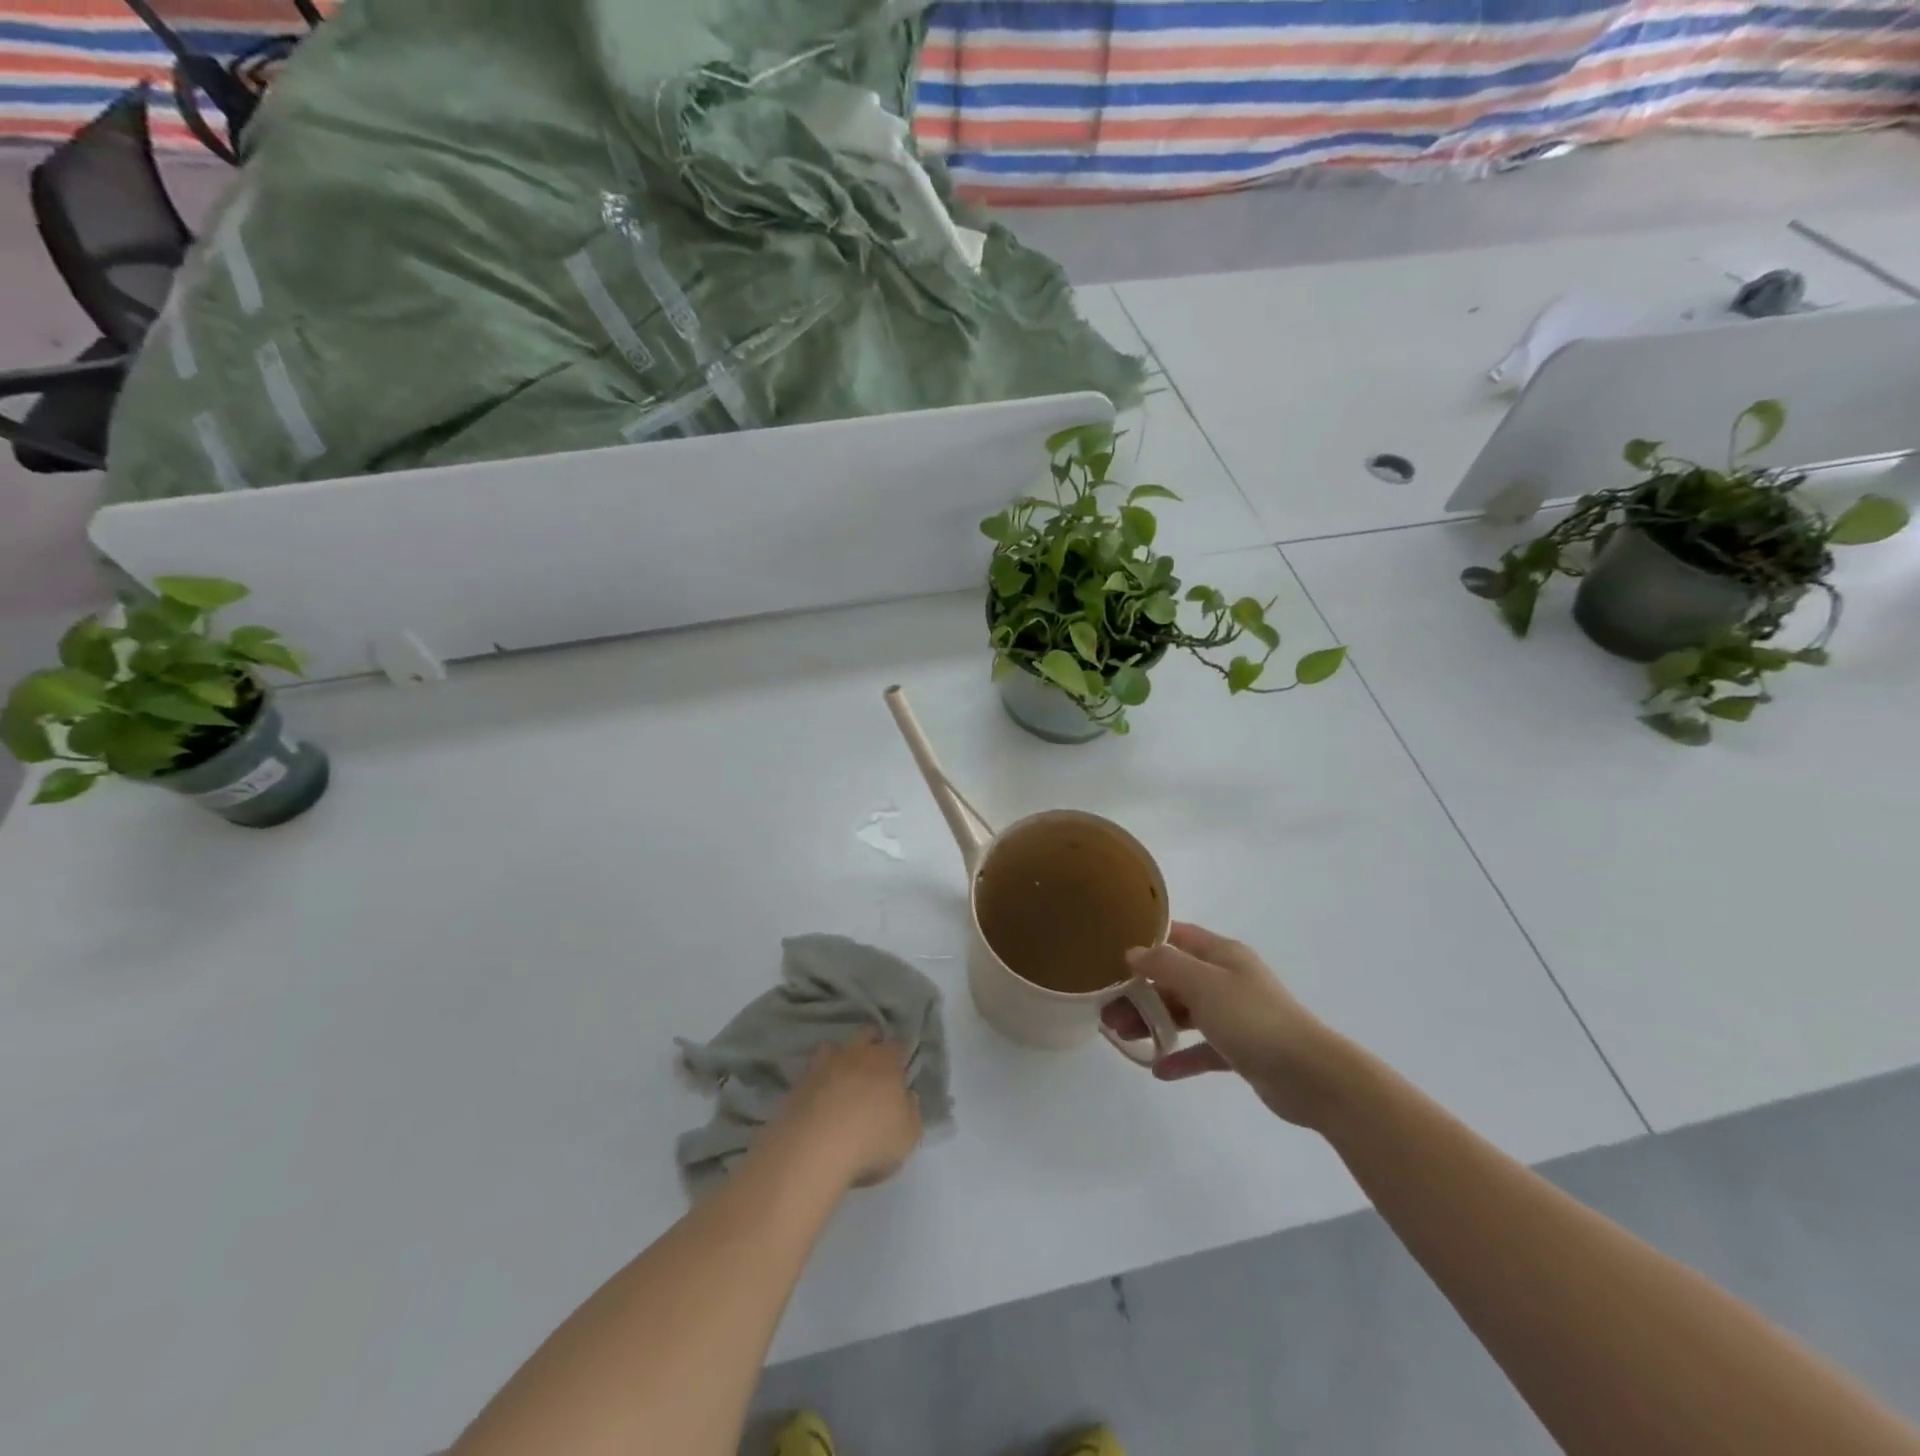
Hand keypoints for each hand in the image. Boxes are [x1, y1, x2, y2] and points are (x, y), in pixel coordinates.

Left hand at [771, 1029, 922, 1188]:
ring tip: (843, 1079)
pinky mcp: (799, 1082)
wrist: (814, 1148)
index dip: (901, 1054)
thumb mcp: (908, 1134)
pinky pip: (812, 1072)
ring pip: (834, 1046)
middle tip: (874, 1067)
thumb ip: (911, 1110)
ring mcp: (824, 1064)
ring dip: (840, 1057)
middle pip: (866, 1033)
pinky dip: (818, 1080)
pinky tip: (820, 1098)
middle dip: (872, 1043)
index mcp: (886, 1060)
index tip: (902, 1069)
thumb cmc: (871, 1138)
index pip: (898, 1044)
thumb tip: (906, 1096)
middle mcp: (856, 1053)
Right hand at [1103, 922, 1353, 1127]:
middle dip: (1140, 991)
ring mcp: (1235, 1015)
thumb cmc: (1253, 1019)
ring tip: (1121, 1036)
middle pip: (1174, 978)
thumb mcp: (1203, 985)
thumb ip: (1165, 965)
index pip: (1177, 936)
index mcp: (1222, 955)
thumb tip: (1133, 952)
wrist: (1311, 1076)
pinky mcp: (1240, 1050)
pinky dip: (1180, 1056)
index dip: (1146, 941)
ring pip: (1184, 1013)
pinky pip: (1202, 1049)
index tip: (1112, 954)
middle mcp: (1227, 979)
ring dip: (1153, 1022)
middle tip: (1107, 1008)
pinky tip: (1158, 1069)